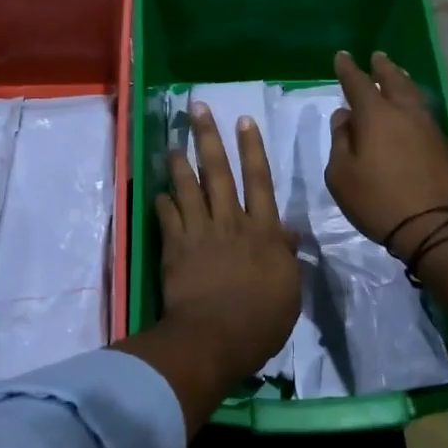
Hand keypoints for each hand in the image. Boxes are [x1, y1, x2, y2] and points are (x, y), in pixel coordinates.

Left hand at [153, 103, 300, 384]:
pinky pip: (167, 218)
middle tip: (198, 110)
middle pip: (218, 173)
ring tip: (173, 143)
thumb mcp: (289, 289)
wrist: (215, 338)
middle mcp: (230, 222)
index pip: (259, 181)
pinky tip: (158, 194)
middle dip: (209, 138)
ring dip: (180, 164)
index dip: (252, 150)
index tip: (244, 122)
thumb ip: (286, 256)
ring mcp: (199, 233)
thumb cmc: (261, 320)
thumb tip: (288, 232)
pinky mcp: (174, 248)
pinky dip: (162, 204)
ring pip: (188, 188)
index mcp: (263, 231)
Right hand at [327, 49, 447, 252]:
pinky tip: (412, 112)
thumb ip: (340, 142)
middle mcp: (405, 114)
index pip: (358, 84)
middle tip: (378, 56)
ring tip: (397, 75)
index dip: (348, 69)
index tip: (342, 56)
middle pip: (394, 81)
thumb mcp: (342, 176)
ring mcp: (430, 129)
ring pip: (414, 96)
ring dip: (403, 82)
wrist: (437, 226)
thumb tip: (345, 117)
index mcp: (376, 116)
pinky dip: (414, 105)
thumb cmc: (379, 201)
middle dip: (383, 68)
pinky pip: (425, 115)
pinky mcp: (445, 147)